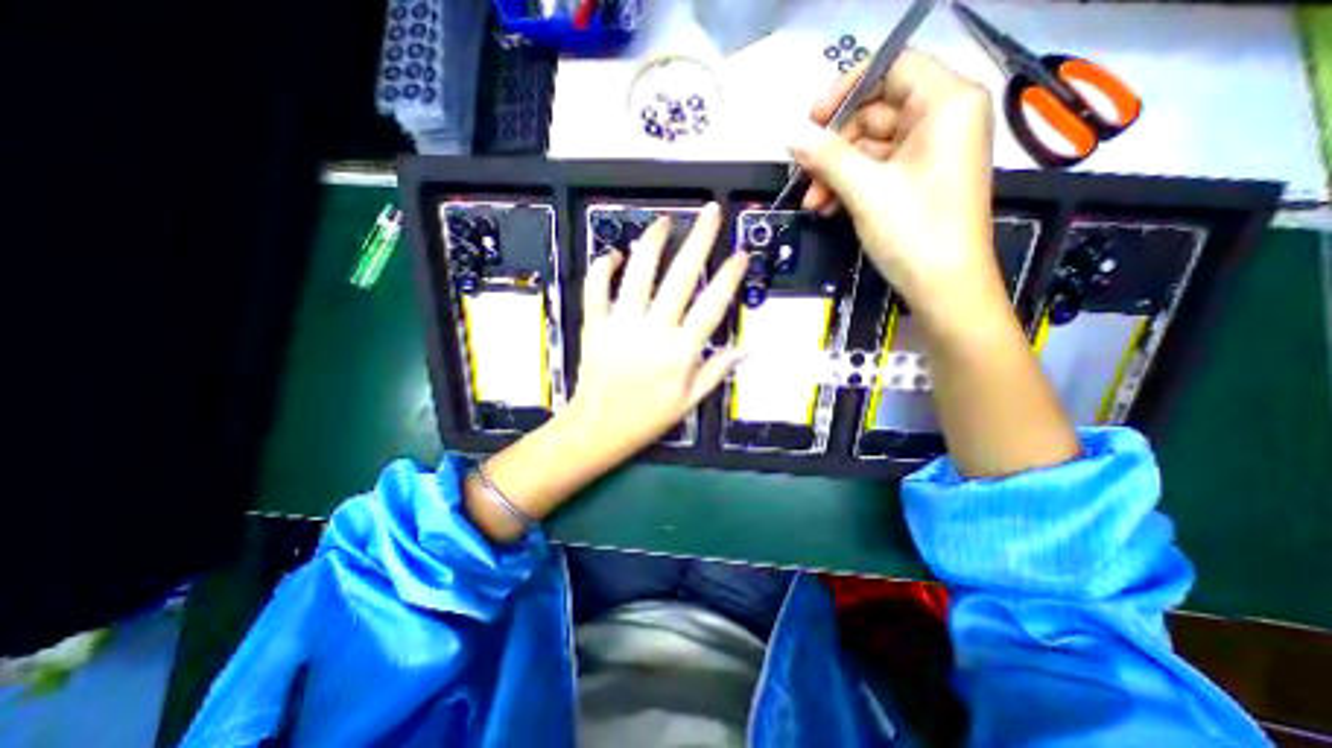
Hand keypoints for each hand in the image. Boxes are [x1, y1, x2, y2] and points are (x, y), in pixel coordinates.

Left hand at [562, 201, 747, 460]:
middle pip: (680, 278)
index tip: (740, 256)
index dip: (728, 277)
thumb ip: (717, 371)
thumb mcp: (689, 401)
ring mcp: (622, 325)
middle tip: (710, 214)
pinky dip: (602, 268)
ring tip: (664, 222)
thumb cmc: (647, 417)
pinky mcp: (595, 326)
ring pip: (638, 274)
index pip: (712, 305)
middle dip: (699, 241)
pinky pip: (596, 290)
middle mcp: (654, 332)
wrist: (600, 428)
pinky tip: (613, 254)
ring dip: (653, 244)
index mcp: (681, 352)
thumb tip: (745, 349)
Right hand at [789, 50, 1010, 328]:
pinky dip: (850, 186)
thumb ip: (827, 157)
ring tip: (814, 202)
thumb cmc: (914, 231)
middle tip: (804, 175)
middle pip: (875, 112)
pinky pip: (876, 170)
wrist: (944, 287)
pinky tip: (828, 207)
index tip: (812, 120)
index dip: (847, 88)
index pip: (892, 68)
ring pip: (870, 147)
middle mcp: (942, 120)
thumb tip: (792, 136)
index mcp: (946, 103)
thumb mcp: (866, 189)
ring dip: (836, 173)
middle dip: (835, 147)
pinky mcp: (918, 180)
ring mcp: (929, 153)